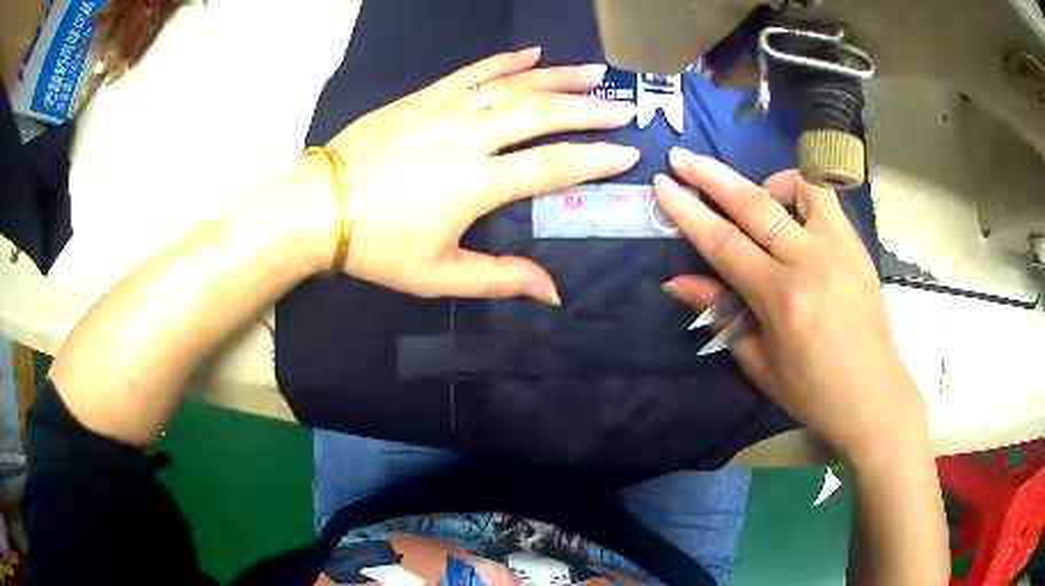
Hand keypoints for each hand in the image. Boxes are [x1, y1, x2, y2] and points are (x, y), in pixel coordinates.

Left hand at [307, 48, 638, 303]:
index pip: (551, 166)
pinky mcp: (421, 98)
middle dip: (587, 110)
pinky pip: (471, 73)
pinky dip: (505, 61)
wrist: (317, 207)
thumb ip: (499, 279)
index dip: (594, 160)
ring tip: (594, 73)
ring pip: (512, 85)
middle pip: (540, 114)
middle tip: (623, 108)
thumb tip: (552, 292)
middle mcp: (467, 138)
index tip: (627, 153)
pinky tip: (531, 53)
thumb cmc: (376, 246)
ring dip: (558, 76)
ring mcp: (443, 110)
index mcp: (475, 184)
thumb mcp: (437, 275)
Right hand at [655, 148, 926, 461]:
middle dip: (710, 176)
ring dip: (766, 178)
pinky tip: (794, 211)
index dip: (687, 211)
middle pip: (753, 203)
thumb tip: (677, 282)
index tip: (661, 185)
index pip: (723, 242)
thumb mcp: (759, 362)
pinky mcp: (857, 244)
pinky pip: (827, 199)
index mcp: (781, 297)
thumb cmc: (812, 390)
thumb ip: (720, 313)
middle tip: (682, 157)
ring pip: (798, 186)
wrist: (872, 395)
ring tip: (756, 191)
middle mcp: (809, 261)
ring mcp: (839, 246)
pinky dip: (802, 191)